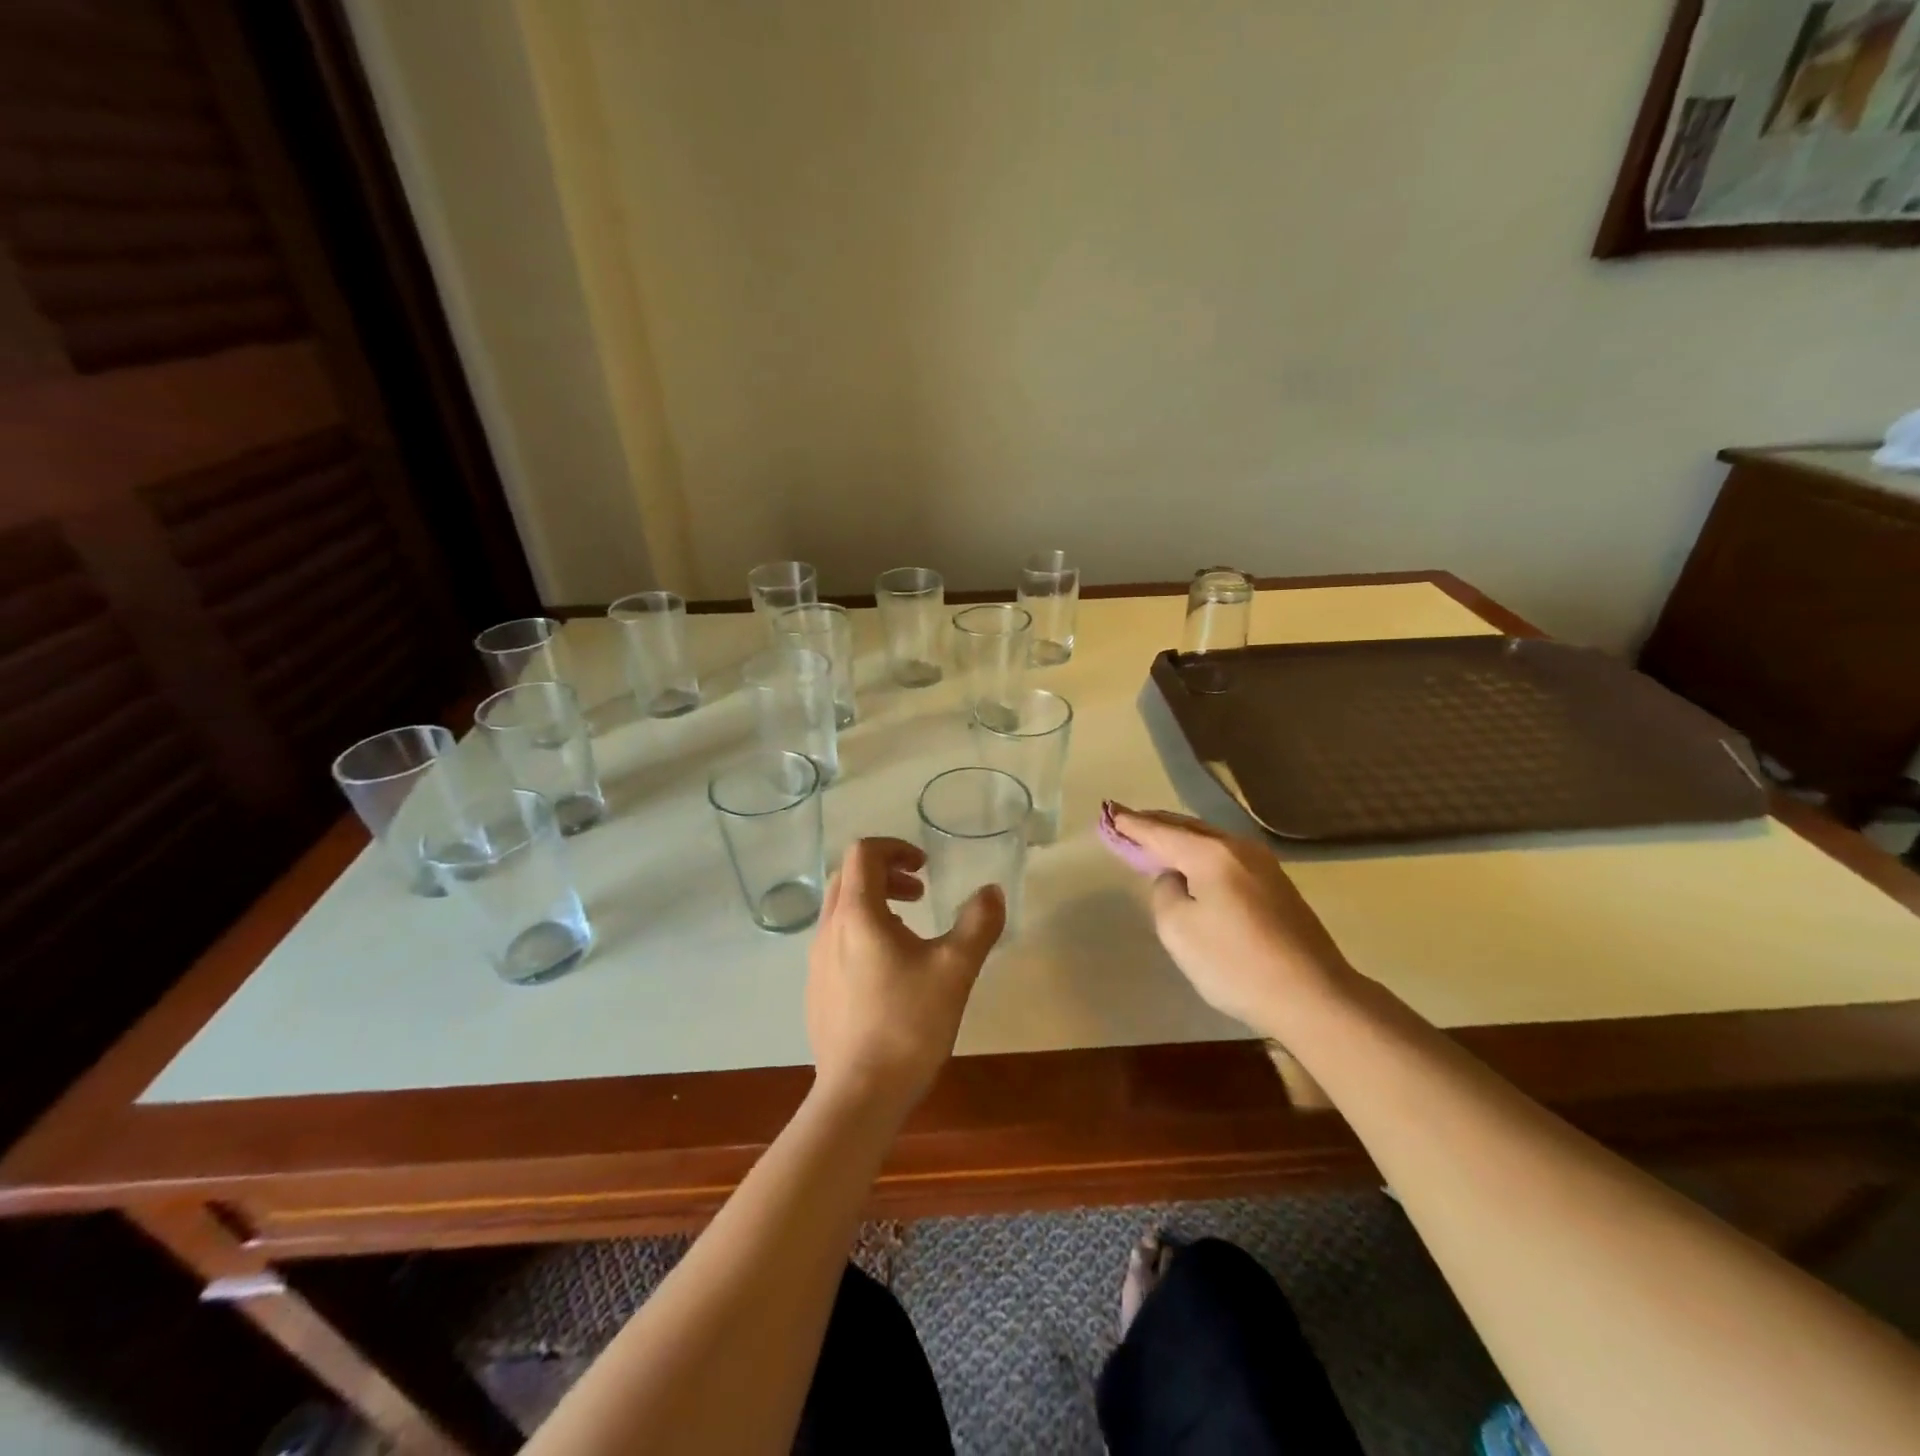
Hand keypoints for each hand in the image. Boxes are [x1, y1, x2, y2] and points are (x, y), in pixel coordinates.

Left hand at [806, 838, 1005, 1114]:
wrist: (858, 1095)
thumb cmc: (907, 1025)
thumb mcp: (955, 969)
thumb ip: (978, 923)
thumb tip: (991, 891)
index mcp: (857, 914)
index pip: (863, 853)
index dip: (895, 847)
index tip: (924, 868)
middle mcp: (828, 930)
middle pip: (849, 877)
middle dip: (885, 874)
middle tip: (920, 893)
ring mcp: (816, 962)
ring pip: (841, 911)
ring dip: (874, 904)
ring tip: (910, 931)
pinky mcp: (816, 990)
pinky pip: (836, 941)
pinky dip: (862, 933)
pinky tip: (890, 972)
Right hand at [1111, 806, 1355, 1033]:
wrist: (1314, 996)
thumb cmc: (1236, 963)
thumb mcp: (1178, 930)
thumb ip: (1165, 893)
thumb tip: (1176, 880)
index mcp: (1211, 854)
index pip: (1160, 832)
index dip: (1132, 824)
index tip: (1110, 811)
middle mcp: (1239, 849)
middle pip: (1189, 829)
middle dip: (1157, 824)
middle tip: (1129, 821)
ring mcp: (1264, 866)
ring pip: (1211, 841)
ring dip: (1181, 839)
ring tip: (1157, 839)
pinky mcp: (1277, 887)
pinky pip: (1227, 858)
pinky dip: (1202, 855)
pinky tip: (1194, 865)